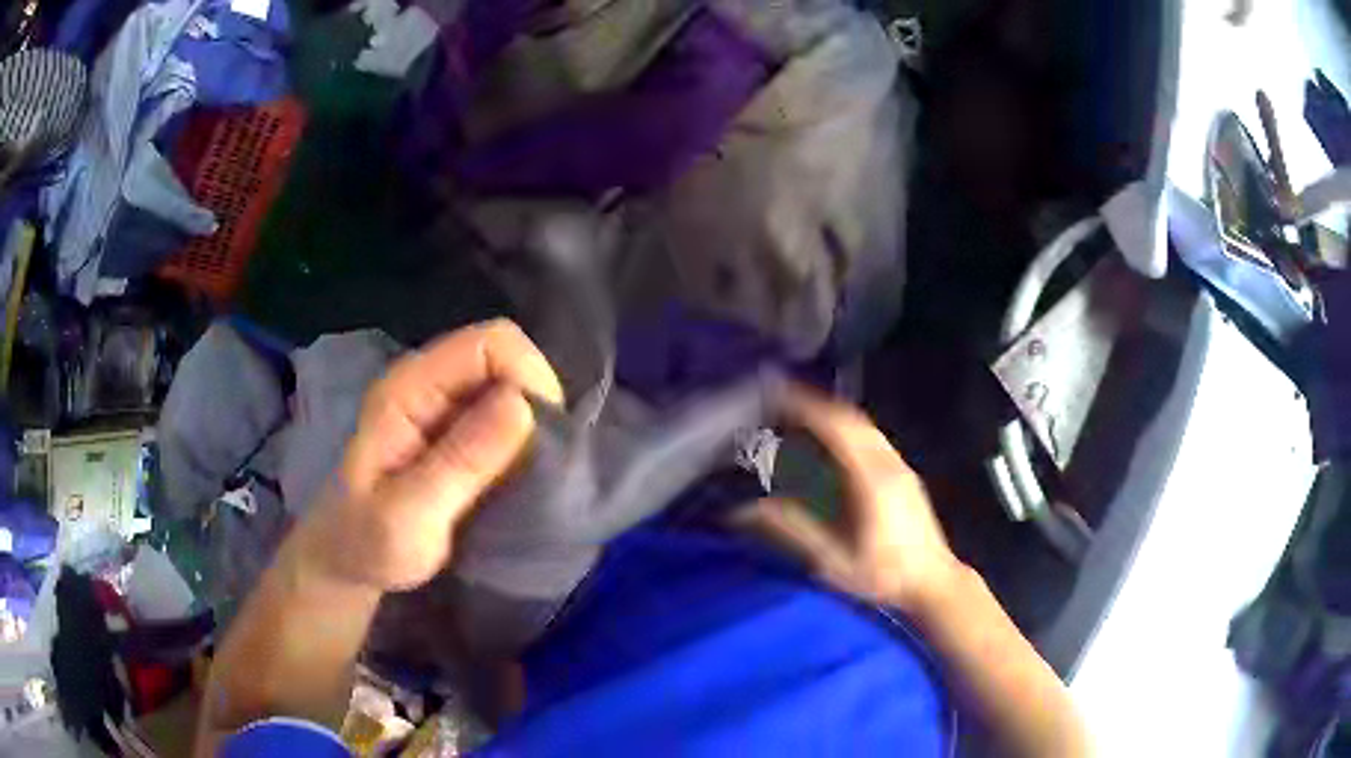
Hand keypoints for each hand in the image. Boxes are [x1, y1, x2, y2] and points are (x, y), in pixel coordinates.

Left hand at [295, 320, 564, 591]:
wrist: (346, 562)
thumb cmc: (368, 544)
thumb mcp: (410, 515)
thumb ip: (461, 461)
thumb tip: (522, 405)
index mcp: (409, 388)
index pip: (489, 344)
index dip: (528, 377)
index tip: (545, 439)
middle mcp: (427, 383)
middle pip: (504, 357)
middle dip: (535, 403)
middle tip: (540, 466)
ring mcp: (440, 404)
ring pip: (508, 385)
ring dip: (532, 425)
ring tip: (532, 475)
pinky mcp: (453, 429)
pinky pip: (503, 415)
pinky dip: (522, 440)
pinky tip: (518, 476)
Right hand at [738, 385, 963, 611]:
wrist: (935, 583)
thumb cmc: (884, 575)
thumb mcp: (834, 561)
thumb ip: (795, 530)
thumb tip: (749, 508)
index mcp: (873, 480)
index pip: (838, 428)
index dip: (807, 407)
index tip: (778, 394)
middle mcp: (890, 464)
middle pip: (852, 419)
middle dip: (817, 404)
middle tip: (782, 400)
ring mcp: (901, 467)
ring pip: (864, 427)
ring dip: (832, 416)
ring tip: (800, 417)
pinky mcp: (905, 476)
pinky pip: (871, 439)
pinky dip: (846, 430)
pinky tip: (831, 444)